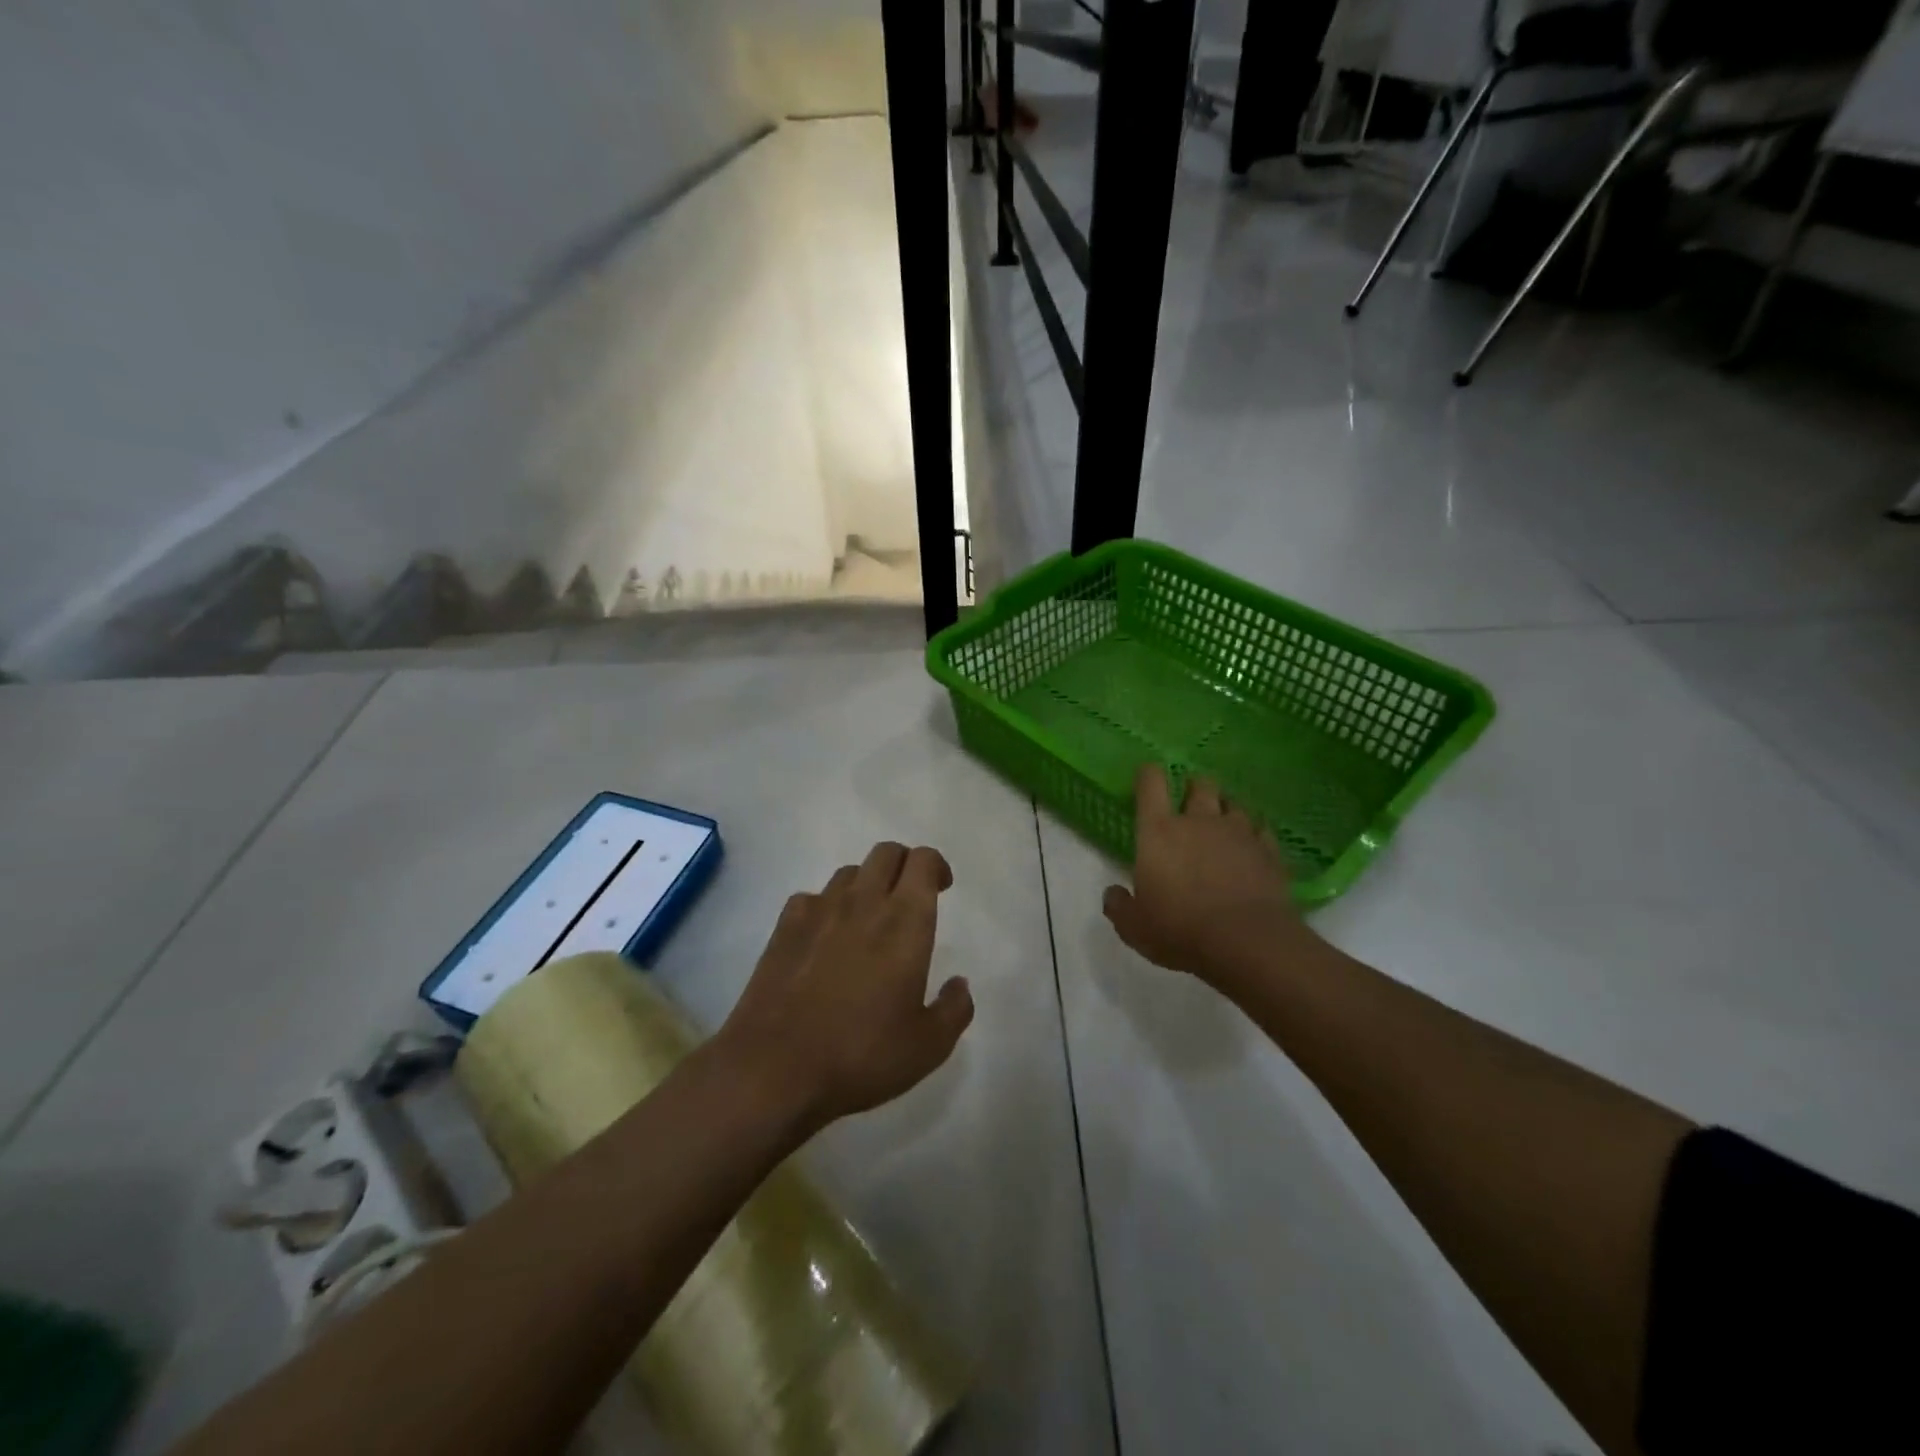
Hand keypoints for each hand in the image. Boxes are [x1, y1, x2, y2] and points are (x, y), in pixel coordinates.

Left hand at [719, 842, 973, 1133]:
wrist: (774, 1068)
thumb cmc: (861, 1055)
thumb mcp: (928, 1047)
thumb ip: (954, 1009)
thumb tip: (960, 984)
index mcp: (905, 921)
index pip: (923, 861)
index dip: (936, 866)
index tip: (942, 888)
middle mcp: (864, 902)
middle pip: (886, 852)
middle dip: (904, 864)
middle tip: (910, 897)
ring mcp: (819, 910)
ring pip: (850, 872)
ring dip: (867, 885)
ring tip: (868, 920)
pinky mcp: (784, 926)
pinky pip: (812, 897)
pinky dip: (826, 907)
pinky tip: (825, 938)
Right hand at [1103, 764, 1316, 994]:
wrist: (1246, 941)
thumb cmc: (1179, 929)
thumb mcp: (1135, 927)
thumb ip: (1120, 907)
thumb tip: (1113, 894)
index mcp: (1159, 832)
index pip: (1151, 784)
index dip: (1148, 774)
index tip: (1148, 777)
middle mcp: (1199, 821)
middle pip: (1200, 784)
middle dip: (1194, 787)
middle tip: (1190, 801)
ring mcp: (1238, 833)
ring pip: (1234, 803)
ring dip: (1226, 808)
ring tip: (1223, 823)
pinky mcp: (1269, 851)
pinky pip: (1262, 830)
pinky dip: (1255, 833)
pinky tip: (1253, 846)